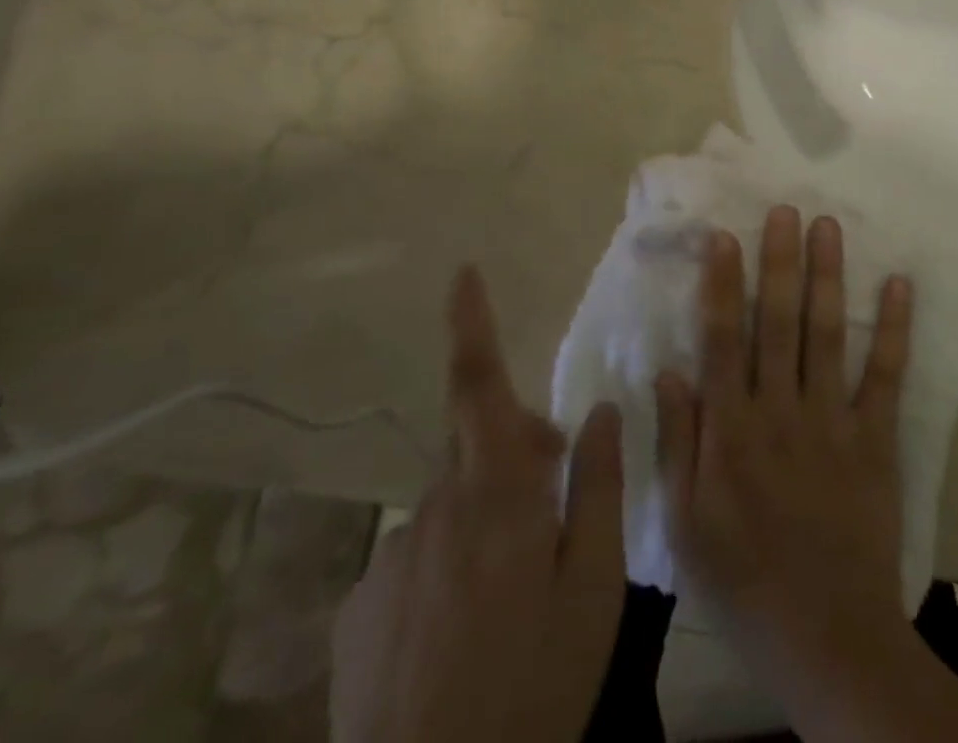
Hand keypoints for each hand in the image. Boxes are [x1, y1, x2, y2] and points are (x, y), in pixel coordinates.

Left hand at [331, 267, 624, 742]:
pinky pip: (415, 560)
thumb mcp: (595, 586)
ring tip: (512, 593)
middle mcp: (433, 511)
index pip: (479, 387)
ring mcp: (388, 562)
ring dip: (485, 520)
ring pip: (451, 509)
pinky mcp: (358, 611)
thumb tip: (599, 410)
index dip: (470, 325)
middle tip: (557, 501)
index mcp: (494, 497)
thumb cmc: (533, 686)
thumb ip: (597, 487)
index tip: (462, 273)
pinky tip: (461, 634)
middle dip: (517, 453)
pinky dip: (446, 570)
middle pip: (477, 450)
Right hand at [654, 207, 914, 682]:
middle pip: (777, 323)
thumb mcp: (685, 525)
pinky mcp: (875, 440)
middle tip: (785, 209)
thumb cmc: (742, 582)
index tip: (725, 236)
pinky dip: (893, 329)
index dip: (723, 285)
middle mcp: (780, 412)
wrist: (826, 638)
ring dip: (827, 277)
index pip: (723, 341)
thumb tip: (668, 370)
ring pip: (826, 335)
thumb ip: (677, 443)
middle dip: (779, 262)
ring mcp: (832, 422)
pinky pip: (885, 376)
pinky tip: (900, 285)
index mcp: (731, 432)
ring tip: (828, 227)